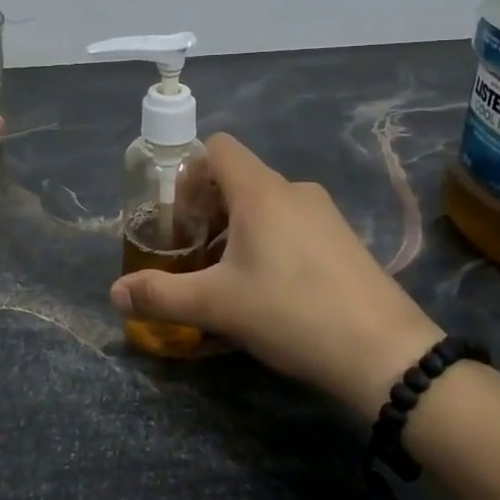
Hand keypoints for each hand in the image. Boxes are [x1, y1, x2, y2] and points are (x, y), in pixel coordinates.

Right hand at [110, 133, 442, 418]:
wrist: (385, 352)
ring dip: (238, 229)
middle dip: (208, 209)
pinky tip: (271, 291)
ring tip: (229, 277)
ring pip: (267, 204)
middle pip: (239, 178)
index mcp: (261, 191)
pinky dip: (270, 242)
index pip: (217, 147)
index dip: (189, 173)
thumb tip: (115, 293)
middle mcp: (294, 190)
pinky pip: (294, 224)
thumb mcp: (217, 306)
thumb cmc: (291, 313)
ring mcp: (325, 214)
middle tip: (195, 253)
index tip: (180, 218)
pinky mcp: (345, 240)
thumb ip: (160, 295)